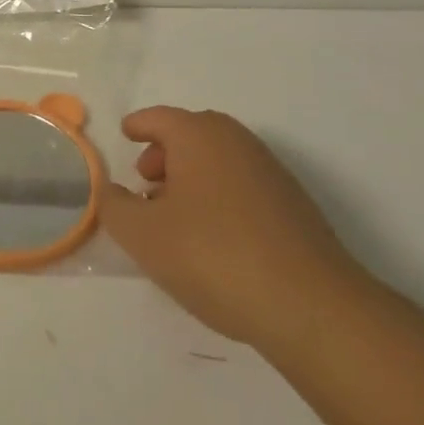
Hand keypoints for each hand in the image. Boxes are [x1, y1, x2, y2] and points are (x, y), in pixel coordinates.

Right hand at [99, 107, 367, 355]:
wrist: (311, 306)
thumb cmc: (212, 255)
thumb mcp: (141, 234)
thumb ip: (114, 206)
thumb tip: (112, 191)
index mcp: (199, 136)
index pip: (159, 118)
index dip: (137, 126)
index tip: (125, 136)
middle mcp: (237, 143)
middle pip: (193, 133)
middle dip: (165, 152)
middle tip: (145, 181)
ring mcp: (271, 174)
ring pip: (220, 160)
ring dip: (192, 177)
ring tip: (174, 216)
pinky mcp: (294, 208)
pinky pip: (242, 186)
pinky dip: (219, 196)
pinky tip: (211, 237)